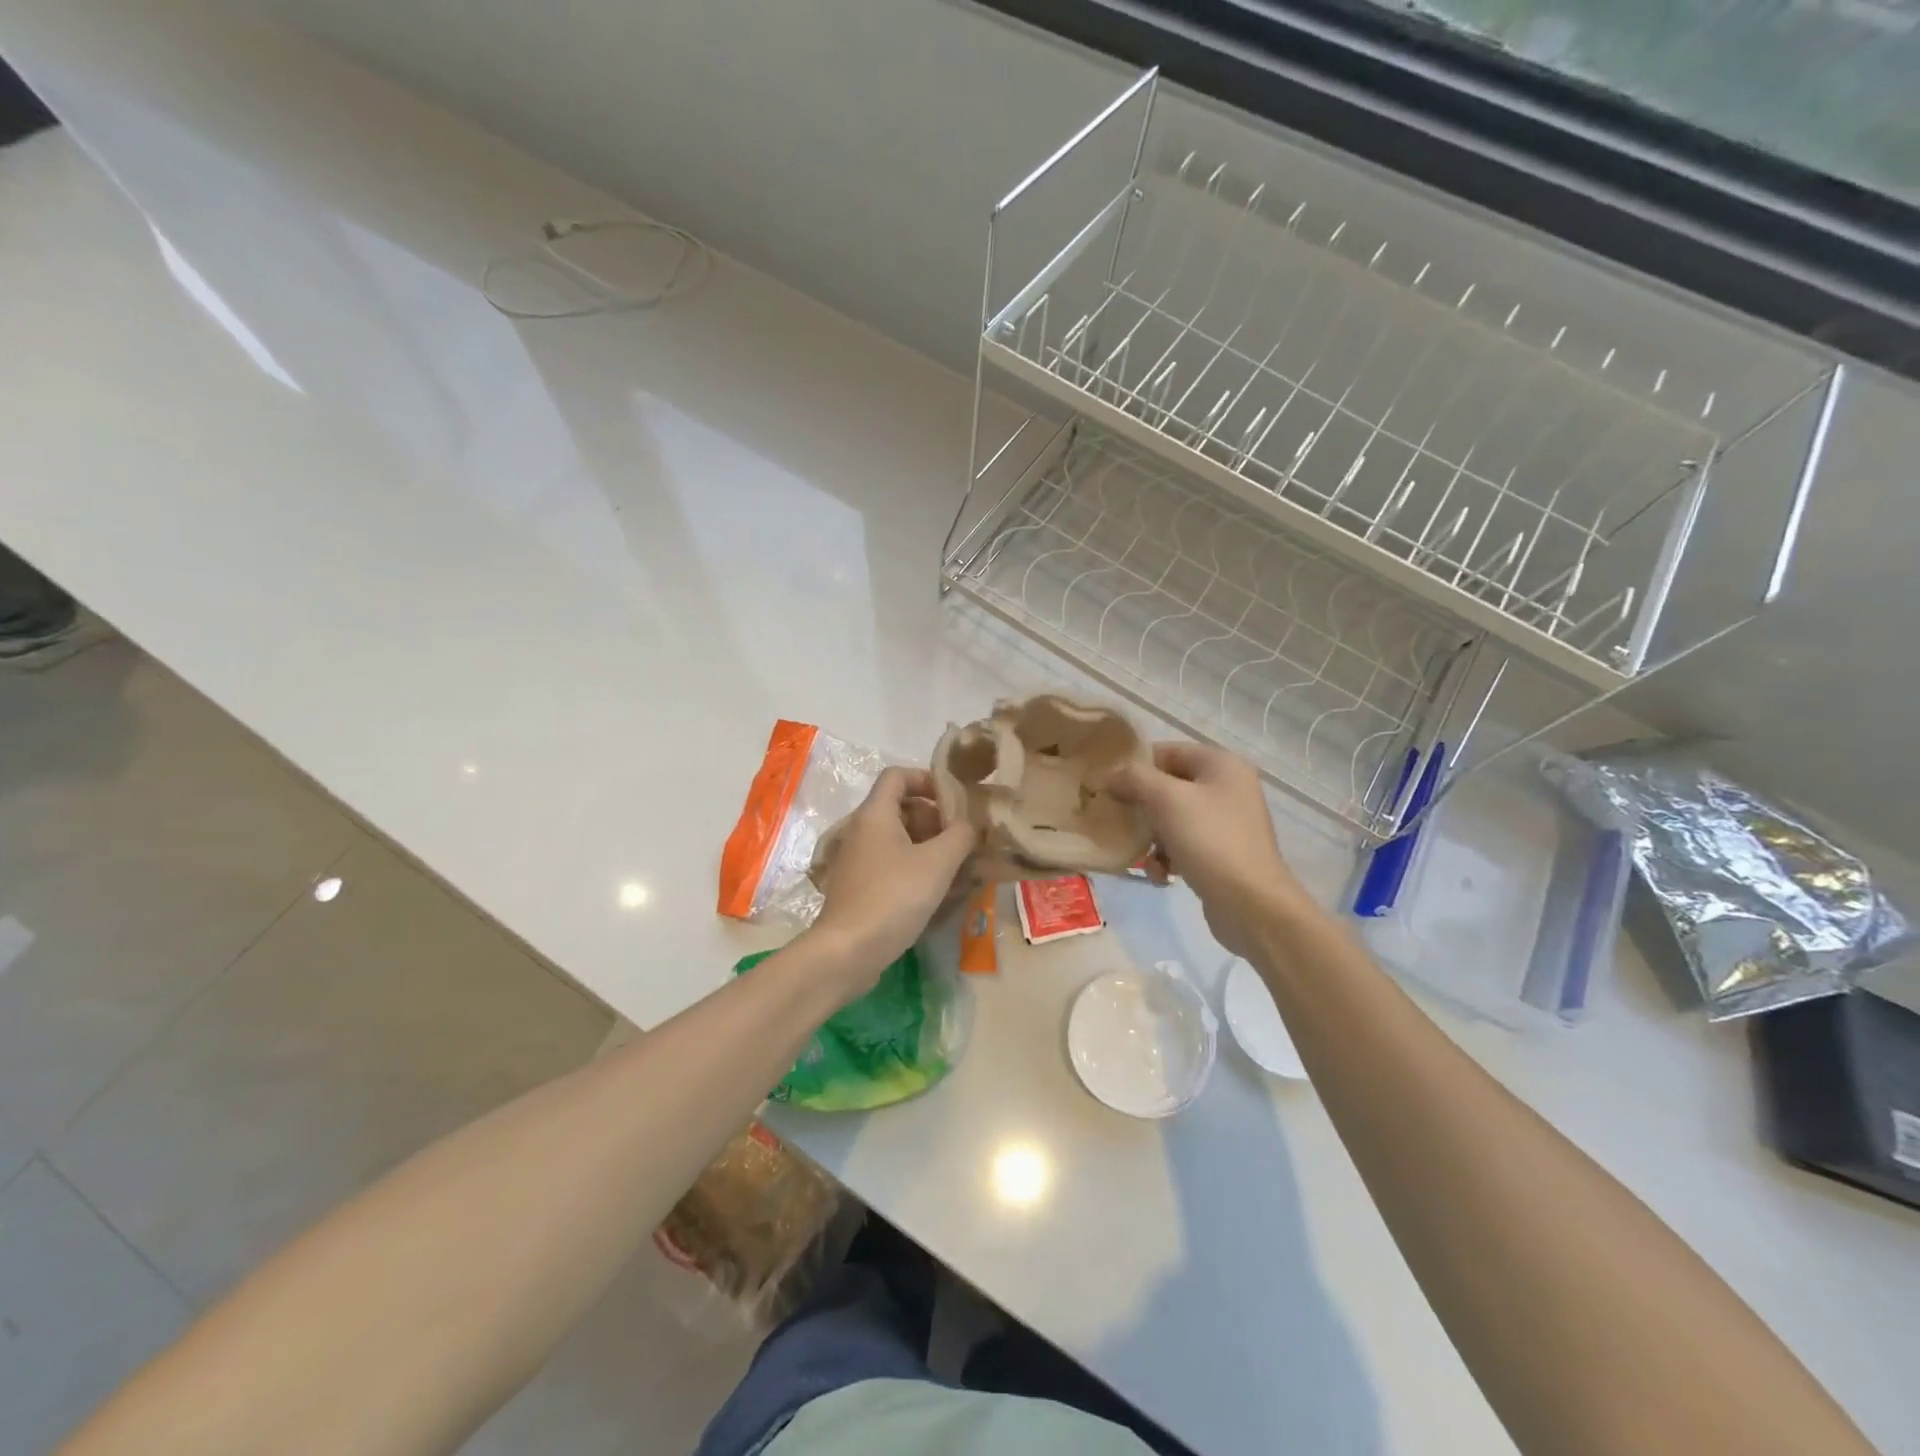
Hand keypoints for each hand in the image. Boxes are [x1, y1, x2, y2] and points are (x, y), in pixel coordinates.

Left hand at [804, 768, 976, 994]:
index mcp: (875, 814)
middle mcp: (861, 830)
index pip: (898, 775)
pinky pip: (890, 865)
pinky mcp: (859, 887)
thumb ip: (960, 835)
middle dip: (934, 818)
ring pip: (897, 839)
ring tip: (957, 867)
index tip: (954, 799)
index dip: (927, 779)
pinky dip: (914, 869)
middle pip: (900, 807)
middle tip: (961, 838)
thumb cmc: (893, 897)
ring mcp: (857, 860)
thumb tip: (970, 824)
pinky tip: (937, 892)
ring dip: (928, 846)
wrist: (847, 950)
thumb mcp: (938, 862)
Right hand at [1108, 742, 1308, 959]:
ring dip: (1152, 837)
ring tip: (1143, 856)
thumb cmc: (1209, 841)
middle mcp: (1227, 787)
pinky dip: (1168, 857)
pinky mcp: (1222, 853)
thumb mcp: (1166, 800)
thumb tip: (1111, 773)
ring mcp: (1226, 822)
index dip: (1135, 766)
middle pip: (1168, 786)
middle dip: (1141, 806)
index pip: (1167, 751)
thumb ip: (1135, 778)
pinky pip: (1184, 844)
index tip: (1108, 786)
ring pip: (1172, 818)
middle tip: (1119, 821)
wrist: (1251, 904)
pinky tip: (1161, 876)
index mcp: (1221, 764)